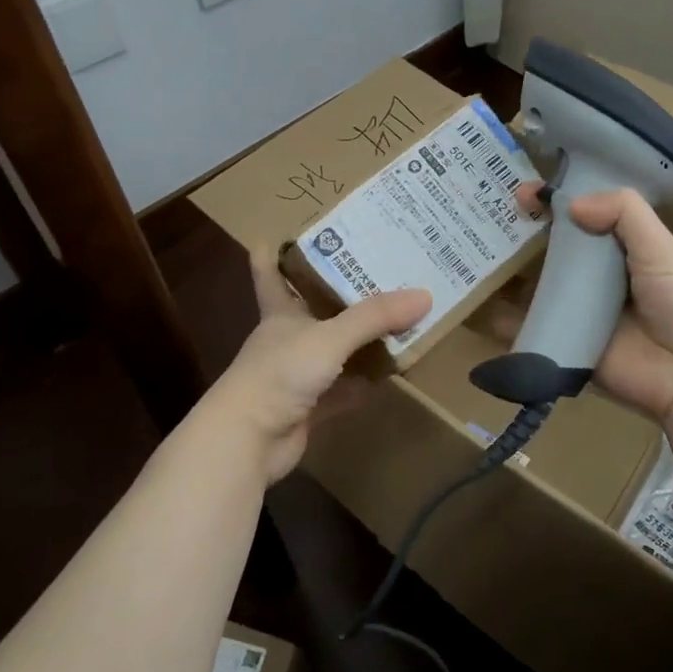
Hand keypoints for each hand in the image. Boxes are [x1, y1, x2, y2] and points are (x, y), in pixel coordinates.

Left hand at [202, 250, 430, 484]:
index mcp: (280, 311)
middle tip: (375, 270)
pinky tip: (388, 377)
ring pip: (333, 351)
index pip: (270, 272)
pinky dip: (362, 385)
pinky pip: (342, 390)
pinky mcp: (308, 407)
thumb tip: (424, 294)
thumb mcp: (330, 337)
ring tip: (395, 319)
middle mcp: (287, 338)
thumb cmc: (279, 373)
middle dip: (340, 293)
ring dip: (358, 342)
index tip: (277, 231)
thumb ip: (375, 317)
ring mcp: (297, 375)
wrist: (248, 440)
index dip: (271, 252)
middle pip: (313, 309)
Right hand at [491, 185, 672, 423]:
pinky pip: (527, 328)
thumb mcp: (663, 249)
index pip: (582, 216)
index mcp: (623, 250)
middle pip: (551, 249)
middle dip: (520, 233)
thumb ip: (625, 214)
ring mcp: (578, 312)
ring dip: (504, 272)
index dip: (554, 202)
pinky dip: (499, 320)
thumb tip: (571, 203)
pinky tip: (473, 303)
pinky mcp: (564, 345)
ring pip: (534, 286)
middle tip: (481, 218)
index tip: (523, 193)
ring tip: (468, 253)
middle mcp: (596, 277)